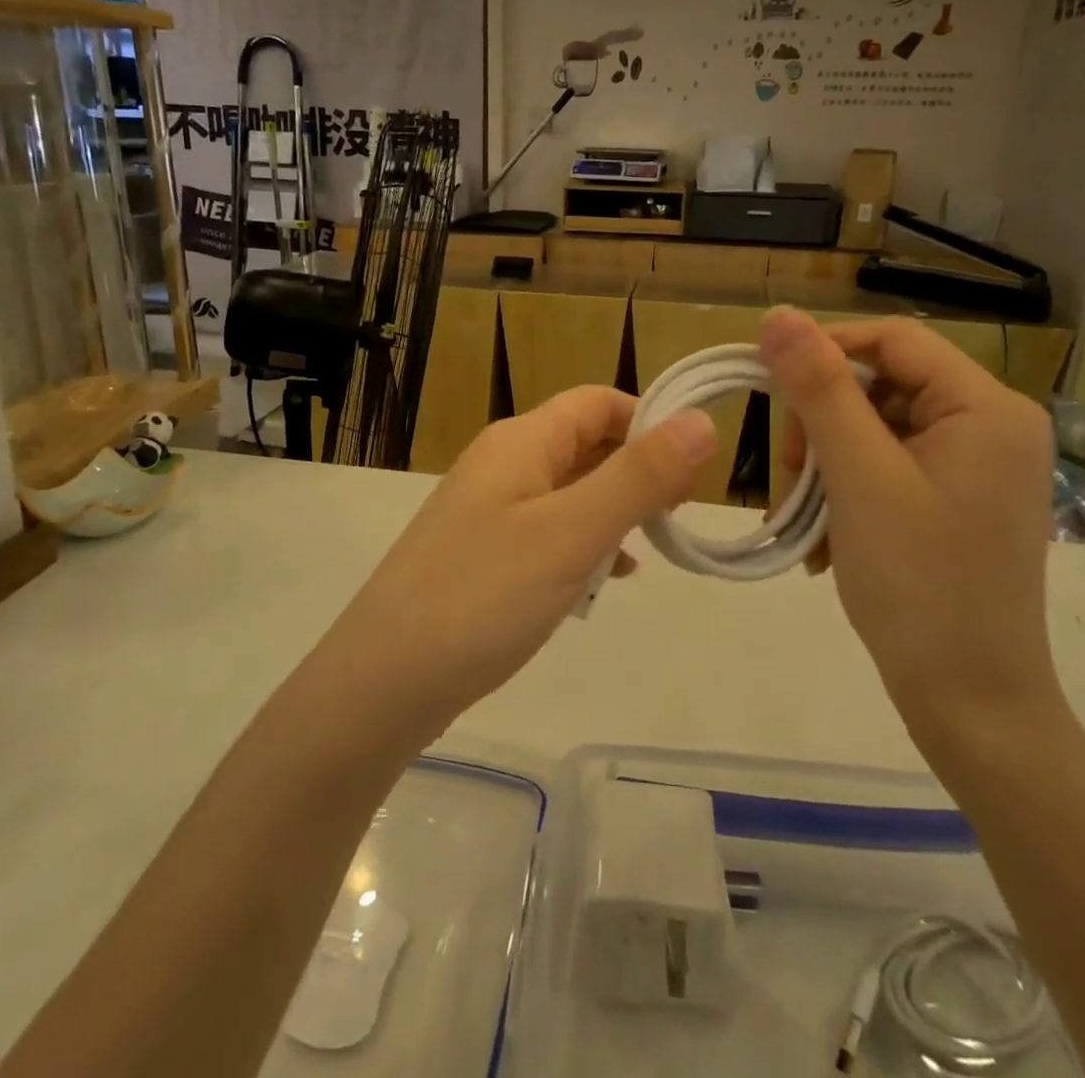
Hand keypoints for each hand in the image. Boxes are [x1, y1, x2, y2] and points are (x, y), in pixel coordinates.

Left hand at [318, 387, 716, 738]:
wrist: (383, 682)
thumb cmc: (484, 596)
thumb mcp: (572, 533)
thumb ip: (638, 476)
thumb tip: (701, 420)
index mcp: (521, 442)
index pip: (598, 402)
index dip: (650, 422)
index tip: (693, 472)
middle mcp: (502, 464)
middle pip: (584, 443)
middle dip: (637, 470)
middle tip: (678, 517)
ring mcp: (488, 511)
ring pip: (569, 491)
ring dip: (614, 511)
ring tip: (651, 549)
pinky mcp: (483, 554)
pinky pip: (548, 532)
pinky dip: (583, 545)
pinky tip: (604, 580)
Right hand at [758, 308, 1061, 765]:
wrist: (970, 704)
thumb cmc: (919, 584)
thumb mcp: (859, 477)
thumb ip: (819, 390)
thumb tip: (778, 315)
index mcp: (985, 407)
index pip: (891, 340)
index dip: (823, 350)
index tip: (766, 386)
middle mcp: (989, 426)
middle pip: (880, 387)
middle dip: (822, 425)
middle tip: (791, 477)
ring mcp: (973, 467)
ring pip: (873, 431)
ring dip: (826, 465)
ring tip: (804, 518)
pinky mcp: (954, 501)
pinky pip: (885, 468)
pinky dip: (845, 491)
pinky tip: (826, 537)